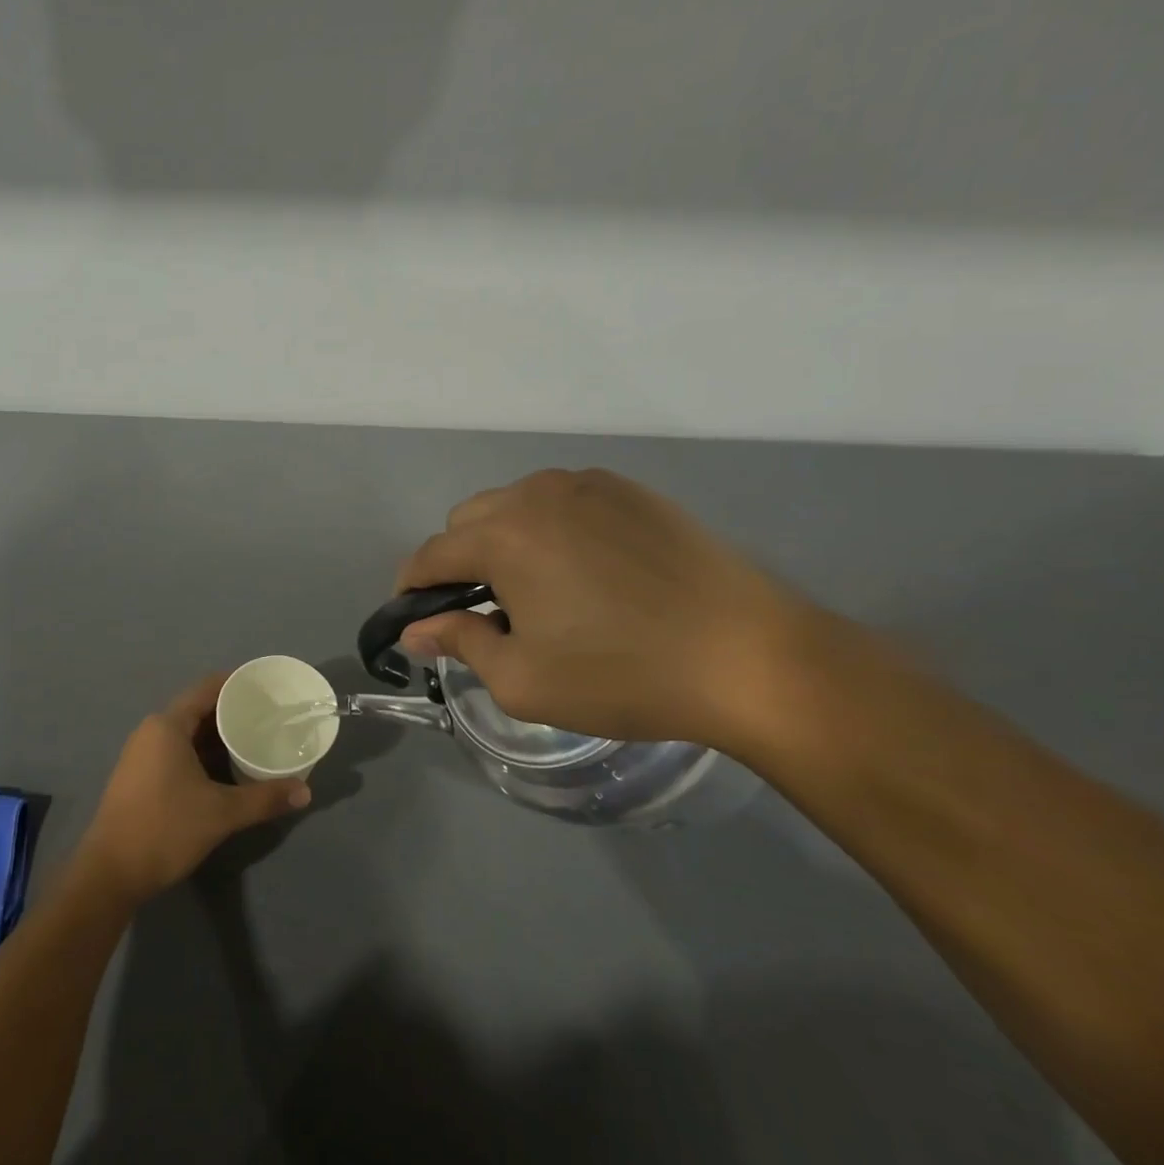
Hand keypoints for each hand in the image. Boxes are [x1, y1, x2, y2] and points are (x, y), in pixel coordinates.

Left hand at [76, 674, 311, 903]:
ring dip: (217, 737)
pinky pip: (176, 751)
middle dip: (232, 713)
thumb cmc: (165, 829)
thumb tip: (305, 792)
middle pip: (198, 709)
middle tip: (268, 718)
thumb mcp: (221, 813)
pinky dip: (201, 754)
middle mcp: (152, 731)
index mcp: (168, 725)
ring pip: (187, 733)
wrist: (110, 873)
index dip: (237, 684)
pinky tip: (225, 770)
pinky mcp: (139, 776)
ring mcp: (141, 753)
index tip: (266, 688)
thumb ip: (264, 798)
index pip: (207, 688)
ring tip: (253, 741)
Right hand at [395, 468, 829, 752]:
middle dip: (459, 563)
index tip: (415, 619)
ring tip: (538, 590)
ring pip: (514, 505)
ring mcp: (586, 485)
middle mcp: (535, 495)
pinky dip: (551, 529)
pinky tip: (585, 571)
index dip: (412, 589)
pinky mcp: (629, 490)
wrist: (751, 657)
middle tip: (486, 612)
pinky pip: (562, 502)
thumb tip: (416, 631)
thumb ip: (458, 643)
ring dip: (504, 541)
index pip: (430, 556)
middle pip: (466, 522)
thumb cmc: (623, 674)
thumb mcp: (522, 679)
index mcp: (502, 536)